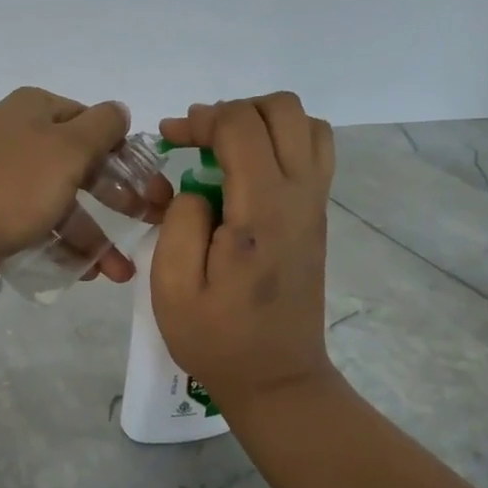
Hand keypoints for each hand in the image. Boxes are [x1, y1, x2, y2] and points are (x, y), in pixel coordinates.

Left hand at [0, 87, 157, 293]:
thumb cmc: (15, 185)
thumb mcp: (69, 147)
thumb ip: (102, 126)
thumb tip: (120, 111)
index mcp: (32, 110)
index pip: (90, 121)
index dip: (123, 150)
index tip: (149, 182)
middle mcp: (17, 137)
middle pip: (80, 164)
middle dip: (116, 198)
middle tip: (148, 221)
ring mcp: (3, 178)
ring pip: (62, 202)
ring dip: (95, 236)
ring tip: (121, 272)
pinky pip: (39, 225)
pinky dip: (64, 246)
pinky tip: (89, 272)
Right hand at [152, 93, 340, 412]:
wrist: (276, 378)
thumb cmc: (217, 338)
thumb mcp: (173, 287)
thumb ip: (180, 222)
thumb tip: (197, 190)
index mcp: (262, 211)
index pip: (241, 126)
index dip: (201, 120)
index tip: (170, 140)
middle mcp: (299, 196)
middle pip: (283, 109)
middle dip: (232, 110)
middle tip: (196, 140)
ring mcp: (315, 205)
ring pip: (306, 124)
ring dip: (261, 122)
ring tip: (223, 149)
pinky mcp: (317, 218)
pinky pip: (312, 152)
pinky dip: (279, 141)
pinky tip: (244, 172)